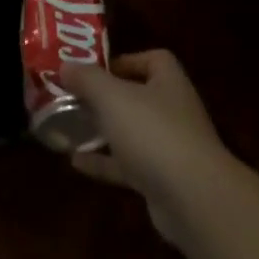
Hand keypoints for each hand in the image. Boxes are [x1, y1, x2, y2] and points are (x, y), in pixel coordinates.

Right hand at [59, 49, 238, 246]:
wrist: (193, 199)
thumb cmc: (153, 133)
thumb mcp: (113, 97)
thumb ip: (87, 79)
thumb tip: (66, 65)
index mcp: (168, 83)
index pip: (153, 59)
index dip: (125, 60)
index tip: (94, 69)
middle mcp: (172, 111)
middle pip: (138, 96)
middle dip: (106, 96)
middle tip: (73, 96)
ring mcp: (169, 148)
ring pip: (131, 132)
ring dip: (103, 130)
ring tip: (69, 126)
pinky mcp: (161, 180)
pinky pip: (127, 166)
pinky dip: (103, 162)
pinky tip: (75, 162)